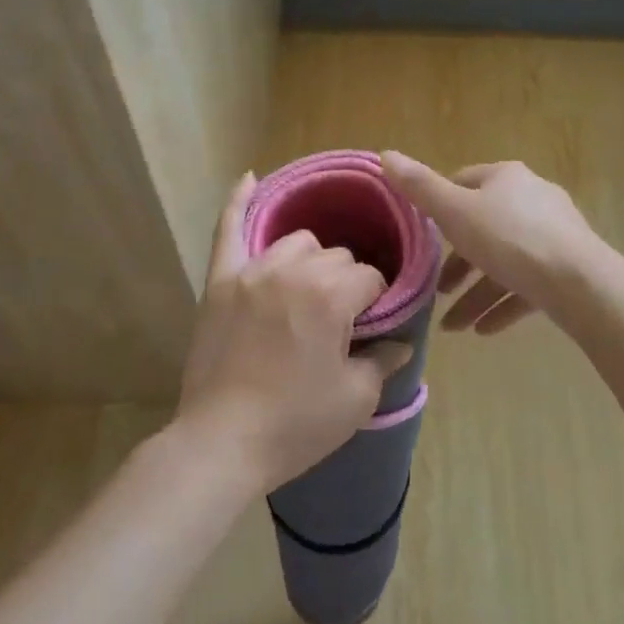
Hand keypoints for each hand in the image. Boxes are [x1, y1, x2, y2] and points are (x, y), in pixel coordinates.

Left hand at [175, 175, 414, 491]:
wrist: (222, 444)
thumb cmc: (295, 424)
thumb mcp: (355, 399)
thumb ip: (383, 360)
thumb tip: (402, 341)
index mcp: (332, 295)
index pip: (369, 278)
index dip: (375, 302)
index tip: (369, 327)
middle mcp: (295, 270)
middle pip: (335, 257)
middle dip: (345, 282)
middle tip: (338, 320)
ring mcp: (253, 271)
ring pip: (297, 242)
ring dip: (310, 258)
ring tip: (307, 288)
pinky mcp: (221, 280)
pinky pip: (229, 229)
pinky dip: (238, 202)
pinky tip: (250, 179)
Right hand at [380, 153, 603, 334]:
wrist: (580, 283)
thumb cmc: (510, 239)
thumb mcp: (455, 212)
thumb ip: (419, 188)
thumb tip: (385, 154)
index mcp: (505, 177)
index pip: (464, 182)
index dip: (440, 207)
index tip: (424, 238)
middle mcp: (531, 198)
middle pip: (483, 227)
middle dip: (458, 263)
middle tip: (437, 291)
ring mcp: (553, 234)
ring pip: (504, 262)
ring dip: (477, 293)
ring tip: (454, 327)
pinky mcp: (567, 268)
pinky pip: (527, 285)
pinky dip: (503, 304)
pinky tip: (483, 331)